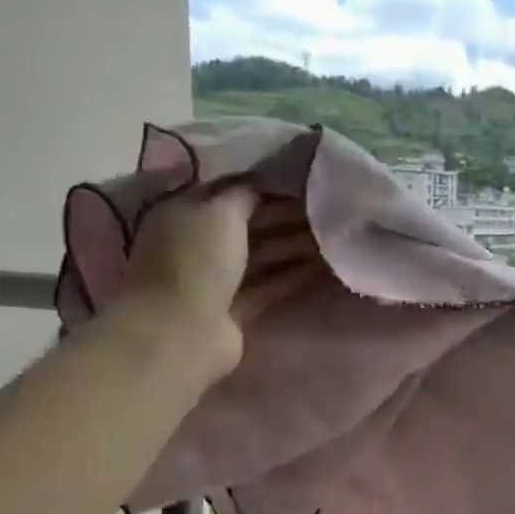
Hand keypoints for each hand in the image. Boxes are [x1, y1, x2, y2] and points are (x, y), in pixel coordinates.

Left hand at [116, 187, 321, 379]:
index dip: (265, 186)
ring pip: (260, 256)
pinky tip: (322, 267)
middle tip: (326, 211)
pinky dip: (292, 276)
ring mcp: (216, 280)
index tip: (303, 183)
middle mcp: (198, 243)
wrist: (182, 330)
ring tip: (331, 238)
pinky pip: (268, 286)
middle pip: (248, 225)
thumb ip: (245, 194)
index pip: (229, 192)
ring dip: (293, 246)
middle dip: (285, 217)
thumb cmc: (196, 260)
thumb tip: (265, 184)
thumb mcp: (220, 211)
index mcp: (185, 212)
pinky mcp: (235, 310)